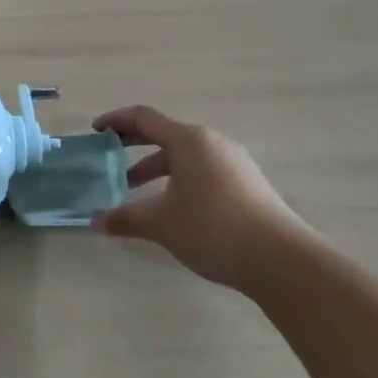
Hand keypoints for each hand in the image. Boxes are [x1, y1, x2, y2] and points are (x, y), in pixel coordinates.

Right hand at [92, 105, 309, 290]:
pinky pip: (203, 170)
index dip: (116, 121)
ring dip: (157, 167)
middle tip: (110, 157)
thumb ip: (126, 218)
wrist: (282, 260)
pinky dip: (179, 179)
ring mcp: (234, 163)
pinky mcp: (247, 184)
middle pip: (165, 134)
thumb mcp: (161, 223)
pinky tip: (172, 206)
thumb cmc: (212, 228)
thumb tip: (96, 221)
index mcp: (188, 140)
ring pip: (185, 155)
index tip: (96, 131)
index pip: (144, 117)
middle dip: (134, 144)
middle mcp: (212, 142)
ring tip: (136, 190)